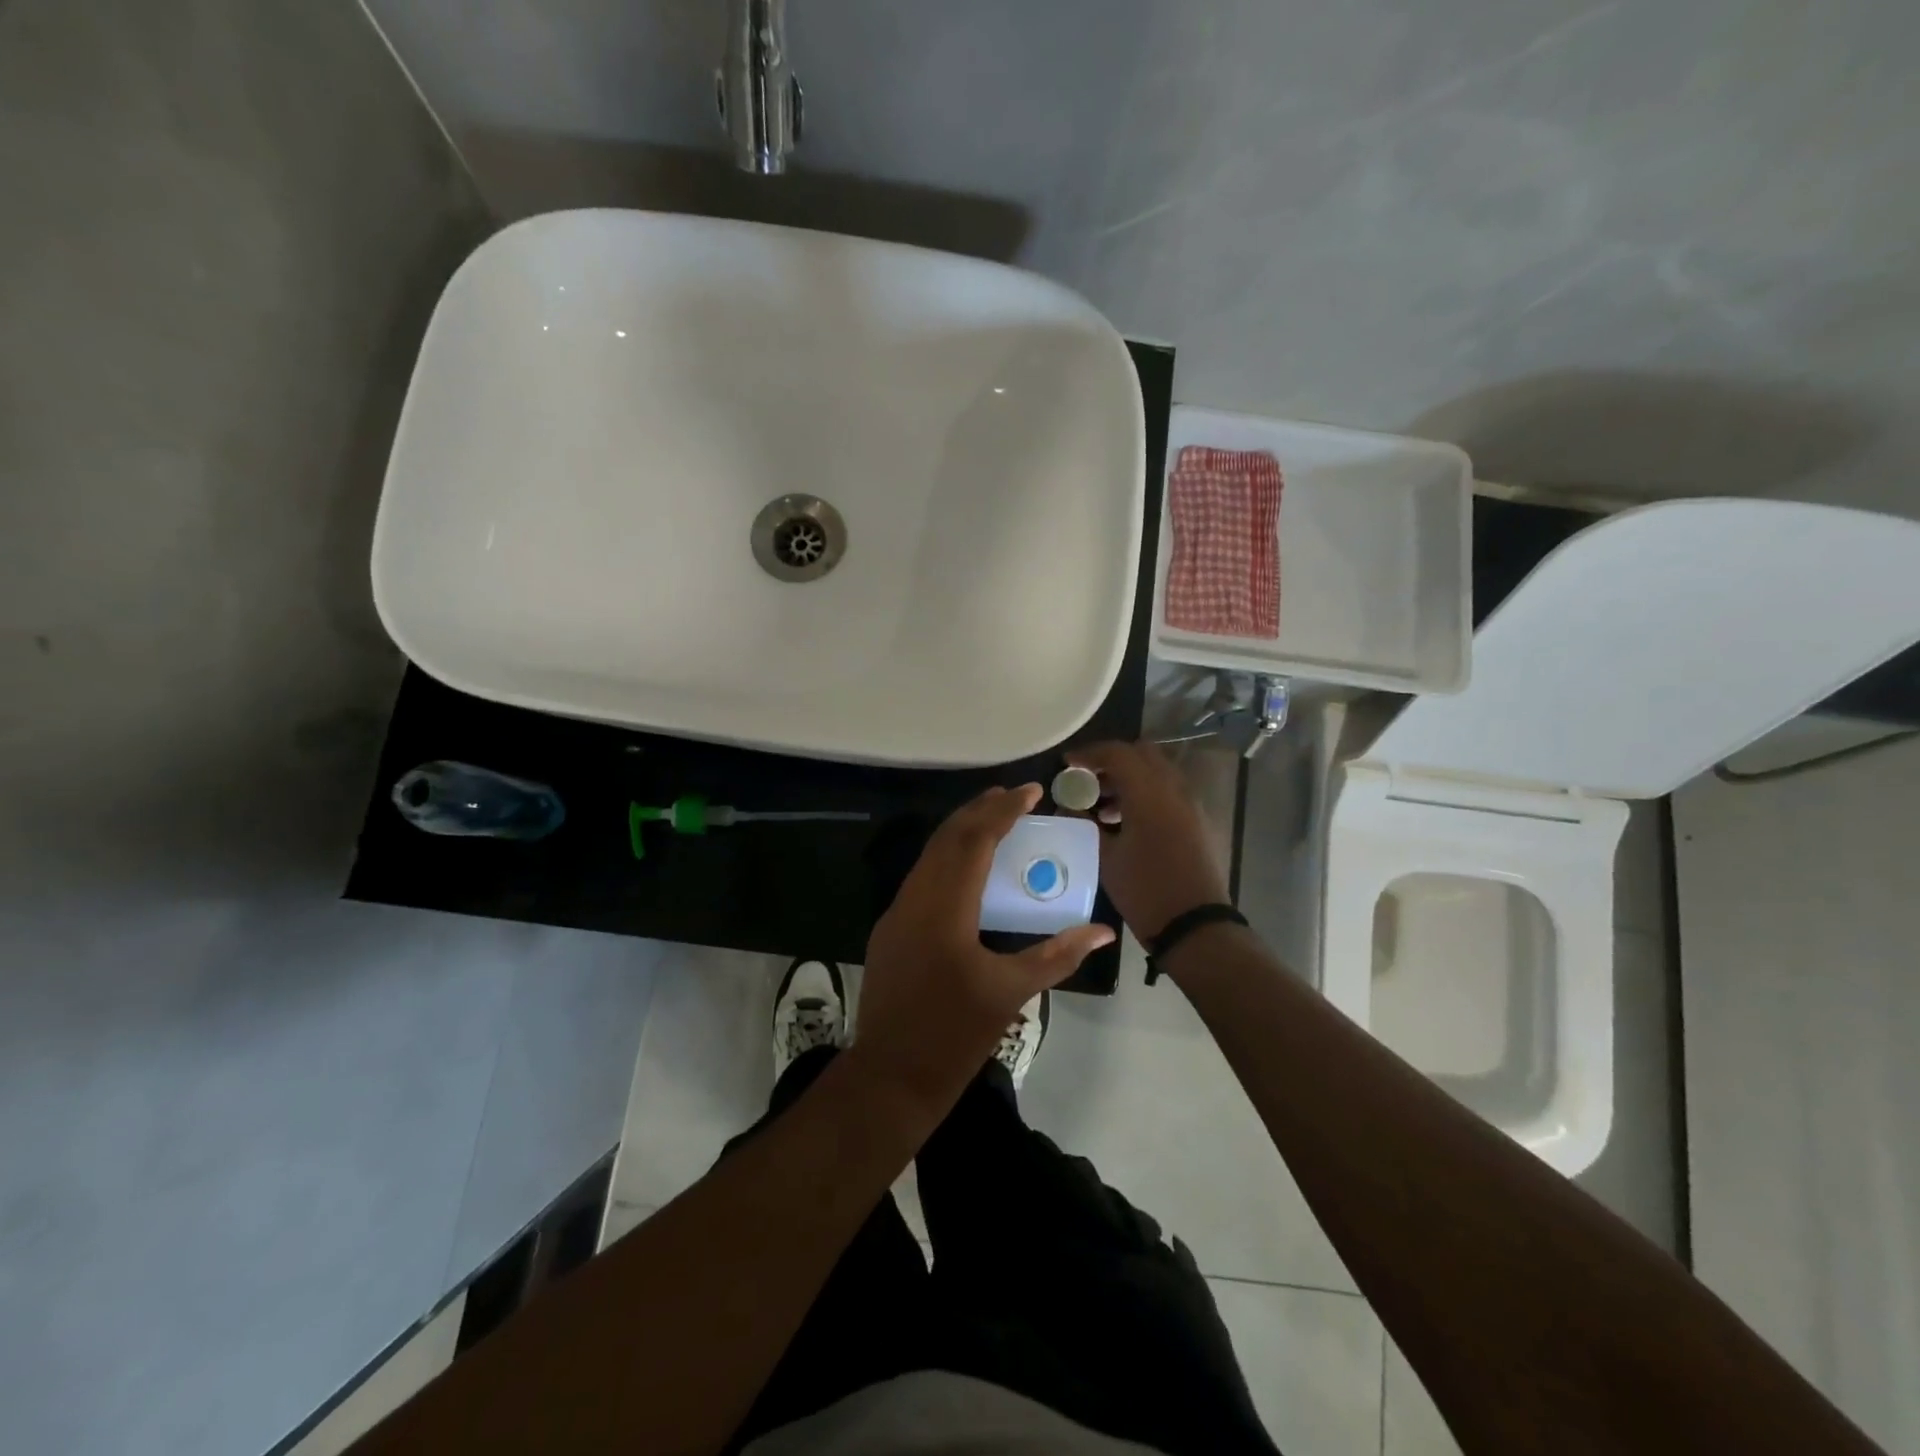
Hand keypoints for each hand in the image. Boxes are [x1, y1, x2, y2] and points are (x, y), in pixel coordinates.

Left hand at [853, 784, 1114, 1112]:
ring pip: (929, 856)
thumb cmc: (954, 1036)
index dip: (1003, 811)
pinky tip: (966, 868)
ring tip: (993, 820)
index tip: (1030, 791)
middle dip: (979, 810)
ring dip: (961, 832)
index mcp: (945, 908)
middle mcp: (915, 899)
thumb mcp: (1011, 992)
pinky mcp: (890, 930)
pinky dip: (947, 859)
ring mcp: (896, 914)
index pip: (974, 840)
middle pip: (947, 838)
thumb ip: (1057, 955)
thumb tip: (1102, 932)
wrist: (890, 1077)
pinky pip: (921, 878)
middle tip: (1013, 796)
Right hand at [1064, 740, 1229, 941]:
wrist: (1196, 927)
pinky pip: (1170, 792)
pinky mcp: (1200, 822)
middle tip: (1089, 780)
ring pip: (1159, 772)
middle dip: (1113, 761)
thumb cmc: (1145, 891)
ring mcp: (1192, 805)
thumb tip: (1069, 806)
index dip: (1089, 754)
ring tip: (1103, 806)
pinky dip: (1148, 794)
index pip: (1117, 753)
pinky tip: (1128, 822)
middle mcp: (1175, 789)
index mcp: (1149, 793)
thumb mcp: (1106, 857)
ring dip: (1131, 778)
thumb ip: (1086, 823)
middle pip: (1142, 754)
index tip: (1068, 763)